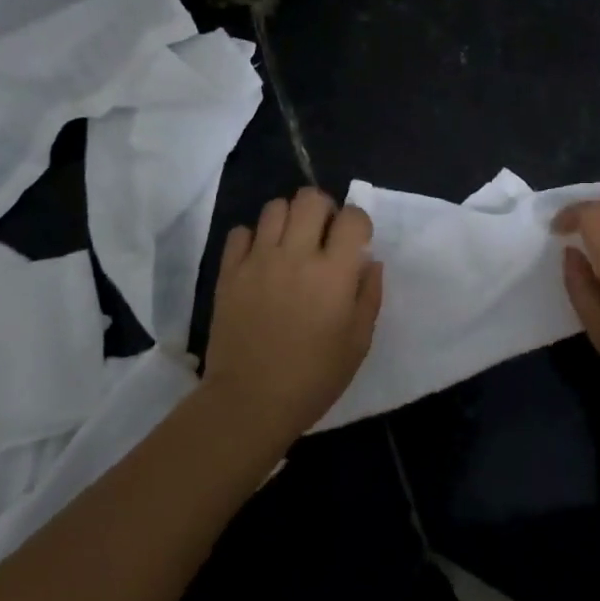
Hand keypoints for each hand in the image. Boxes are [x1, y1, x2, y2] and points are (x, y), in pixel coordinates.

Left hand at [204, 188, 382, 443]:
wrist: (249, 402)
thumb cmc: (314, 377)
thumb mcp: (358, 341)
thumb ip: (369, 294)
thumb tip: (370, 260)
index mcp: (333, 272)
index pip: (352, 216)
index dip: (358, 223)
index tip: (356, 242)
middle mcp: (296, 255)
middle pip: (310, 198)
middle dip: (323, 209)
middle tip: (323, 234)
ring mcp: (258, 261)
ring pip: (274, 207)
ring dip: (289, 218)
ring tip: (291, 243)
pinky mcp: (229, 273)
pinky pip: (240, 232)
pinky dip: (253, 238)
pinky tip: (260, 259)